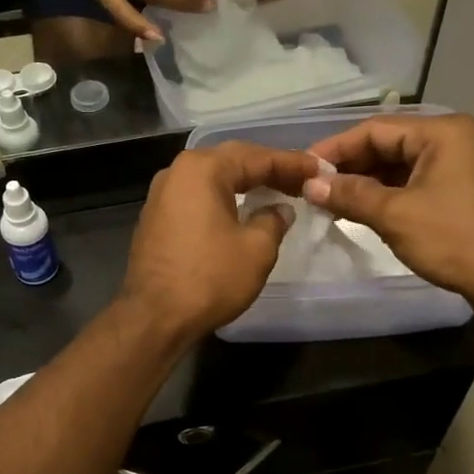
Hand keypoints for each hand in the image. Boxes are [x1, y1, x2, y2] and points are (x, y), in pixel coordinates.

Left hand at [120, 142, 321, 341]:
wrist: (154, 316)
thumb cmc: (209, 278)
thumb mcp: (256, 249)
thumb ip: (273, 220)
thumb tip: (278, 210)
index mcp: (202, 169)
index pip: (256, 157)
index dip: (292, 163)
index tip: (320, 169)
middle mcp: (177, 172)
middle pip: (231, 161)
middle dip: (268, 169)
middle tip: (301, 179)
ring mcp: (162, 195)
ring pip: (212, 178)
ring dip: (245, 182)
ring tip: (277, 191)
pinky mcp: (156, 218)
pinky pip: (197, 197)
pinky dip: (223, 198)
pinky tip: (242, 209)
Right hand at [303, 114, 473, 311]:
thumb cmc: (454, 239)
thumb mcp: (394, 215)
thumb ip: (349, 194)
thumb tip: (309, 185)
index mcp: (441, 132)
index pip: (374, 129)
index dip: (335, 148)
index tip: (302, 167)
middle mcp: (450, 140)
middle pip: (385, 144)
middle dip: (348, 166)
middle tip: (311, 186)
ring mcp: (455, 165)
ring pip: (395, 166)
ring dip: (362, 182)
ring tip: (326, 199)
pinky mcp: (454, 190)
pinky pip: (409, 182)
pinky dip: (382, 194)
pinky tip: (356, 208)